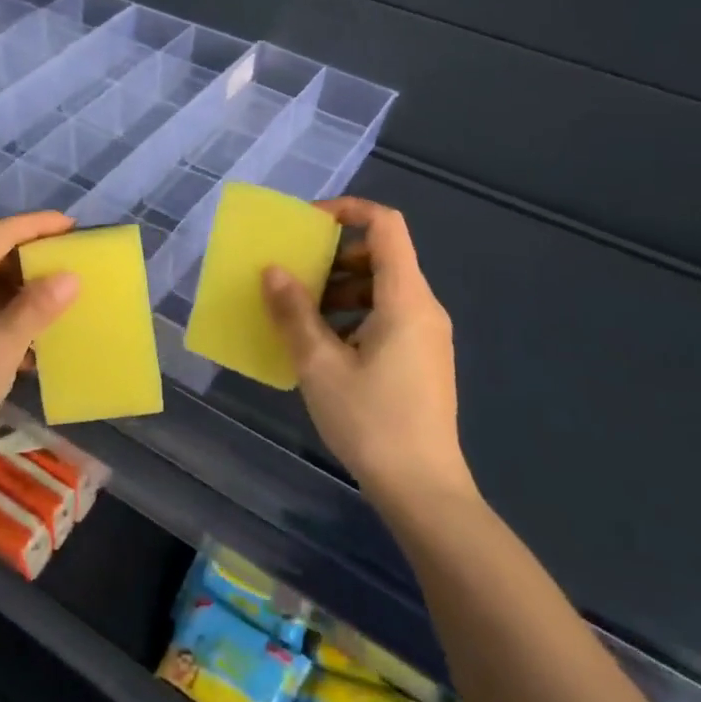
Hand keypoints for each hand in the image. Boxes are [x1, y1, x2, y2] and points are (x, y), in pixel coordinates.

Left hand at [0, 213, 79, 488]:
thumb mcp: (2, 344)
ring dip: (17, 293)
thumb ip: (37, 306)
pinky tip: (27, 342)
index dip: (38, 225)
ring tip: (55, 302)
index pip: (0, 233)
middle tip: (68, 264)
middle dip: (29, 259)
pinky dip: (0, 318)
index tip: (73, 226)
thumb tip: (69, 276)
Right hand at [262, 198, 473, 507]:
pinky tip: (325, 348)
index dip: (347, 210)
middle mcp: (424, 307)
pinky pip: (388, 316)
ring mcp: (428, 335)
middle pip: (382, 255)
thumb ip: (294, 312)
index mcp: (406, 298)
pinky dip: (355, 315)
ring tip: (302, 316)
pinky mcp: (424, 359)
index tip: (308, 224)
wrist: (424, 491)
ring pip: (383, 288)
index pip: (385, 225)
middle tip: (297, 276)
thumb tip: (272, 270)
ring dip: (341, 289)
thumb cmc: (371, 421)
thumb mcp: (320, 365)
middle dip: (335, 256)